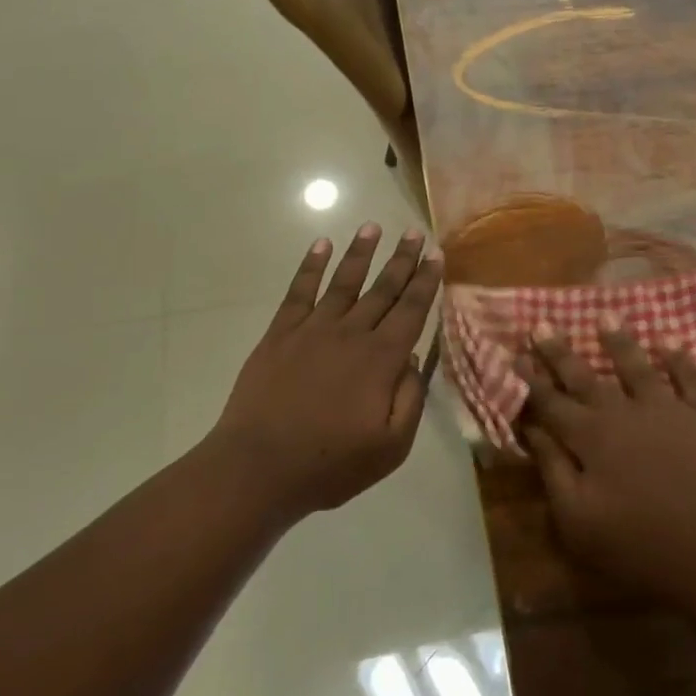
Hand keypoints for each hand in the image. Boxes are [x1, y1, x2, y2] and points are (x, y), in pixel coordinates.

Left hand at [213, 225, 442, 520]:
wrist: (258, 468)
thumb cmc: (330, 464)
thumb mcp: (391, 446)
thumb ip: (411, 398)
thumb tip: (416, 358)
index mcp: (382, 359)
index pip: (412, 310)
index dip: (426, 281)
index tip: (436, 255)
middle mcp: (352, 333)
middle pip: (383, 289)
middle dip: (402, 259)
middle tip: (414, 232)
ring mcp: (313, 329)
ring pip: (344, 281)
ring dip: (360, 252)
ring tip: (373, 227)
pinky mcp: (280, 334)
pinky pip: (299, 291)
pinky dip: (310, 266)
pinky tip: (321, 245)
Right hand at [520, 322, 695, 600]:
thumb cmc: (641, 545)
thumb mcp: (579, 520)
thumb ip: (553, 470)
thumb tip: (532, 430)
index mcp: (591, 438)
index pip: (551, 403)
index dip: (531, 381)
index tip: (514, 355)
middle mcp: (625, 412)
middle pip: (586, 377)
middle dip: (561, 352)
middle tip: (543, 324)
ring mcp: (669, 409)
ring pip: (638, 367)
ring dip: (619, 341)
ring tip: (606, 315)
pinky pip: (691, 378)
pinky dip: (679, 358)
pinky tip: (669, 340)